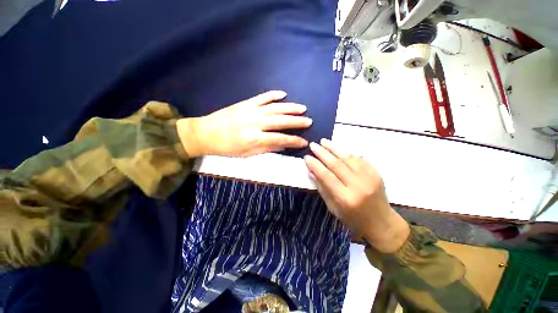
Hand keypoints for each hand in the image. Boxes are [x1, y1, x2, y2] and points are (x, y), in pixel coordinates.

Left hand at [176, 91, 311, 157]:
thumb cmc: (226, 148)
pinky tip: (283, 94)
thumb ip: (266, 149)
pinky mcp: (245, 103)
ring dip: (290, 107)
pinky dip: (273, 95)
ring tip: (302, 108)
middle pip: (280, 121)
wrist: (205, 133)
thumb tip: (283, 145)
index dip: (294, 141)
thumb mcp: (247, 154)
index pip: (280, 139)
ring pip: (274, 107)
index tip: (304, 142)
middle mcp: (255, 123)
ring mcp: (250, 110)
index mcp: (254, 138)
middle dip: (297, 121)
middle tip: (309, 121)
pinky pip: (262, 97)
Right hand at [304, 139, 409, 253]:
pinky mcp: (376, 174)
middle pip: (337, 164)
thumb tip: (311, 171)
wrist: (381, 222)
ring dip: (334, 148)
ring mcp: (370, 178)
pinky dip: (347, 153)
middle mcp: (358, 186)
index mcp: (346, 198)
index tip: (306, 157)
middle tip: (313, 145)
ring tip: (323, 141)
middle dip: (322, 153)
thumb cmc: (353, 219)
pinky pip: (359, 159)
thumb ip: (322, 188)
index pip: (326, 176)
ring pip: (348, 158)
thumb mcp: (333, 208)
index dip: (315, 165)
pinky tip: (338, 148)